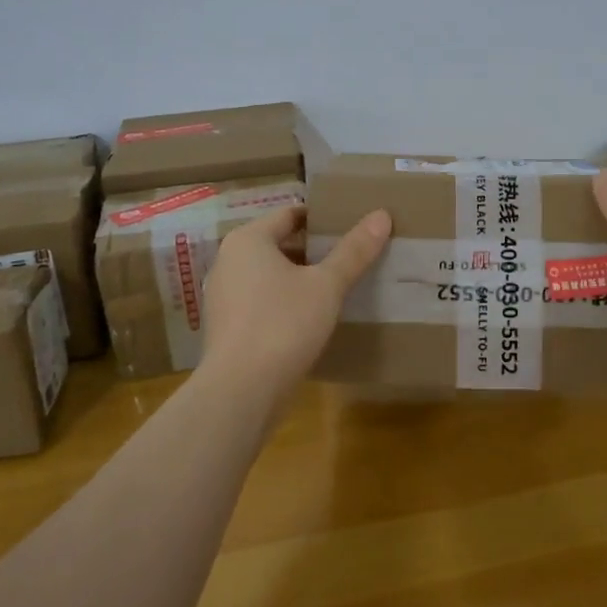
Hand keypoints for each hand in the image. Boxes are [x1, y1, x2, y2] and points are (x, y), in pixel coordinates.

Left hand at [199, 205, 391, 389]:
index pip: (290, 214)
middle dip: (314, 250)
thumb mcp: (326, 285)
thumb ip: (354, 251)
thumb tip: (382, 215)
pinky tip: (312, 318)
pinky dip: (285, 302)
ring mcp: (223, 296)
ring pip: (270, 275)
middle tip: (351, 256)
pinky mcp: (227, 327)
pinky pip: (261, 301)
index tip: (351, 226)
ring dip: (300, 278)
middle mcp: (229, 261)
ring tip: (337, 287)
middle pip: (279, 244)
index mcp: (248, 240)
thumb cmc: (283, 324)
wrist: (241, 391)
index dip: (322, 218)